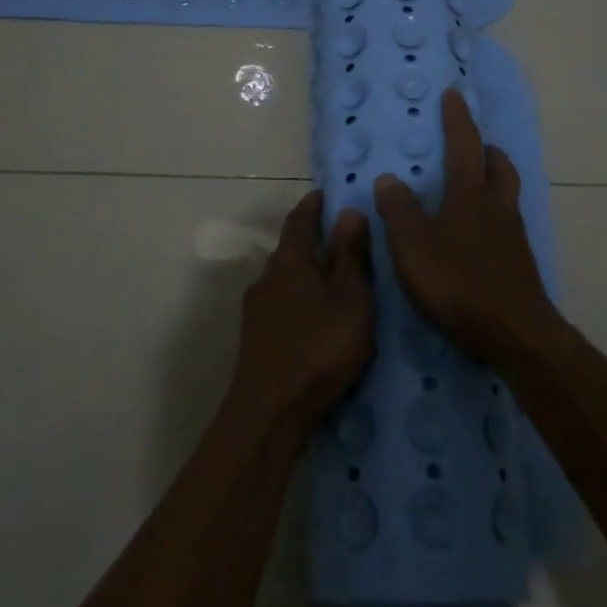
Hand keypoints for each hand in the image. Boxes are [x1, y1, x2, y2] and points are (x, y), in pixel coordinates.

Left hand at [229, 190, 374, 430]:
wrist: (271, 412)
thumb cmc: (319, 347)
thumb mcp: (350, 298)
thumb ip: (350, 255)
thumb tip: (349, 210)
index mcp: (290, 261)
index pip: (300, 220)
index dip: (313, 206)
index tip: (324, 194)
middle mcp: (267, 277)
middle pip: (290, 249)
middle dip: (311, 239)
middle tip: (339, 236)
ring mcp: (257, 309)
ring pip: (285, 279)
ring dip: (306, 272)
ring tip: (332, 278)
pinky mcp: (256, 338)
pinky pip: (282, 304)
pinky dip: (299, 298)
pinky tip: (314, 316)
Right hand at [373, 88, 555, 362]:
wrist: (516, 333)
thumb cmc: (459, 285)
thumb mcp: (414, 248)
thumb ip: (399, 211)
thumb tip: (390, 178)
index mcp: (470, 196)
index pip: (464, 146)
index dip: (457, 119)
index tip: (453, 95)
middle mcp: (497, 207)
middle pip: (498, 166)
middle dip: (485, 149)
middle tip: (473, 144)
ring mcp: (513, 235)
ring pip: (506, 193)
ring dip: (494, 178)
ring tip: (476, 182)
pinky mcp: (519, 262)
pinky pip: (507, 222)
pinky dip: (494, 212)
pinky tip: (480, 232)